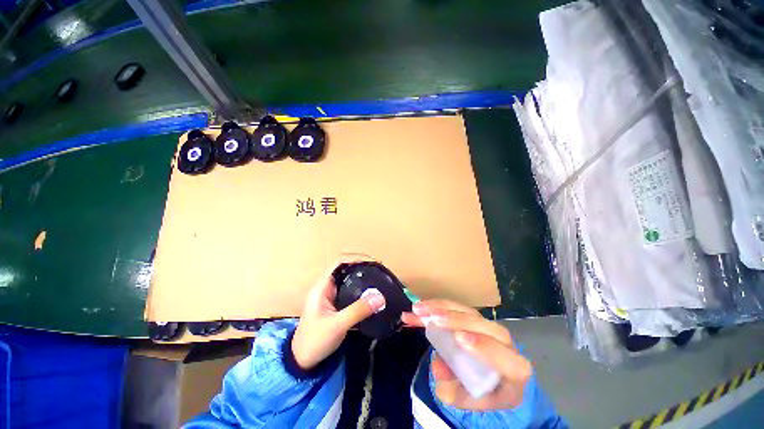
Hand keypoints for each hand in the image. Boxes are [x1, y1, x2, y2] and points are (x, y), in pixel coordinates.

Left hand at [291, 254, 386, 369]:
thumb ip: (358, 311)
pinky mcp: (337, 305)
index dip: (356, 258)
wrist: (303, 361)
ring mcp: (332, 296)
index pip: (339, 263)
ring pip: (349, 280)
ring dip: (363, 277)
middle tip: (379, 270)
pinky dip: (362, 289)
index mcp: (322, 286)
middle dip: (362, 267)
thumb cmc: (315, 341)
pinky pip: (351, 291)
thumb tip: (380, 297)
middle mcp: (327, 287)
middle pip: (346, 269)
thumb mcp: (337, 325)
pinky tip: (372, 294)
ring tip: (379, 278)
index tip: (373, 262)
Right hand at [402, 300, 531, 409]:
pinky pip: (457, 307)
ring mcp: (489, 326)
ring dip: (442, 307)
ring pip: (468, 311)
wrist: (495, 377)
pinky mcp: (475, 317)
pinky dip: (438, 305)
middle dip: (458, 320)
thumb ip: (452, 390)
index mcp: (513, 370)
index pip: (505, 357)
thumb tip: (437, 365)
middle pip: (485, 326)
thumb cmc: (485, 391)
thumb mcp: (468, 399)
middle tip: (433, 318)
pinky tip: (422, 306)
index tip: (458, 338)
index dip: (484, 347)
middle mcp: (505, 343)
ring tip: (419, 309)